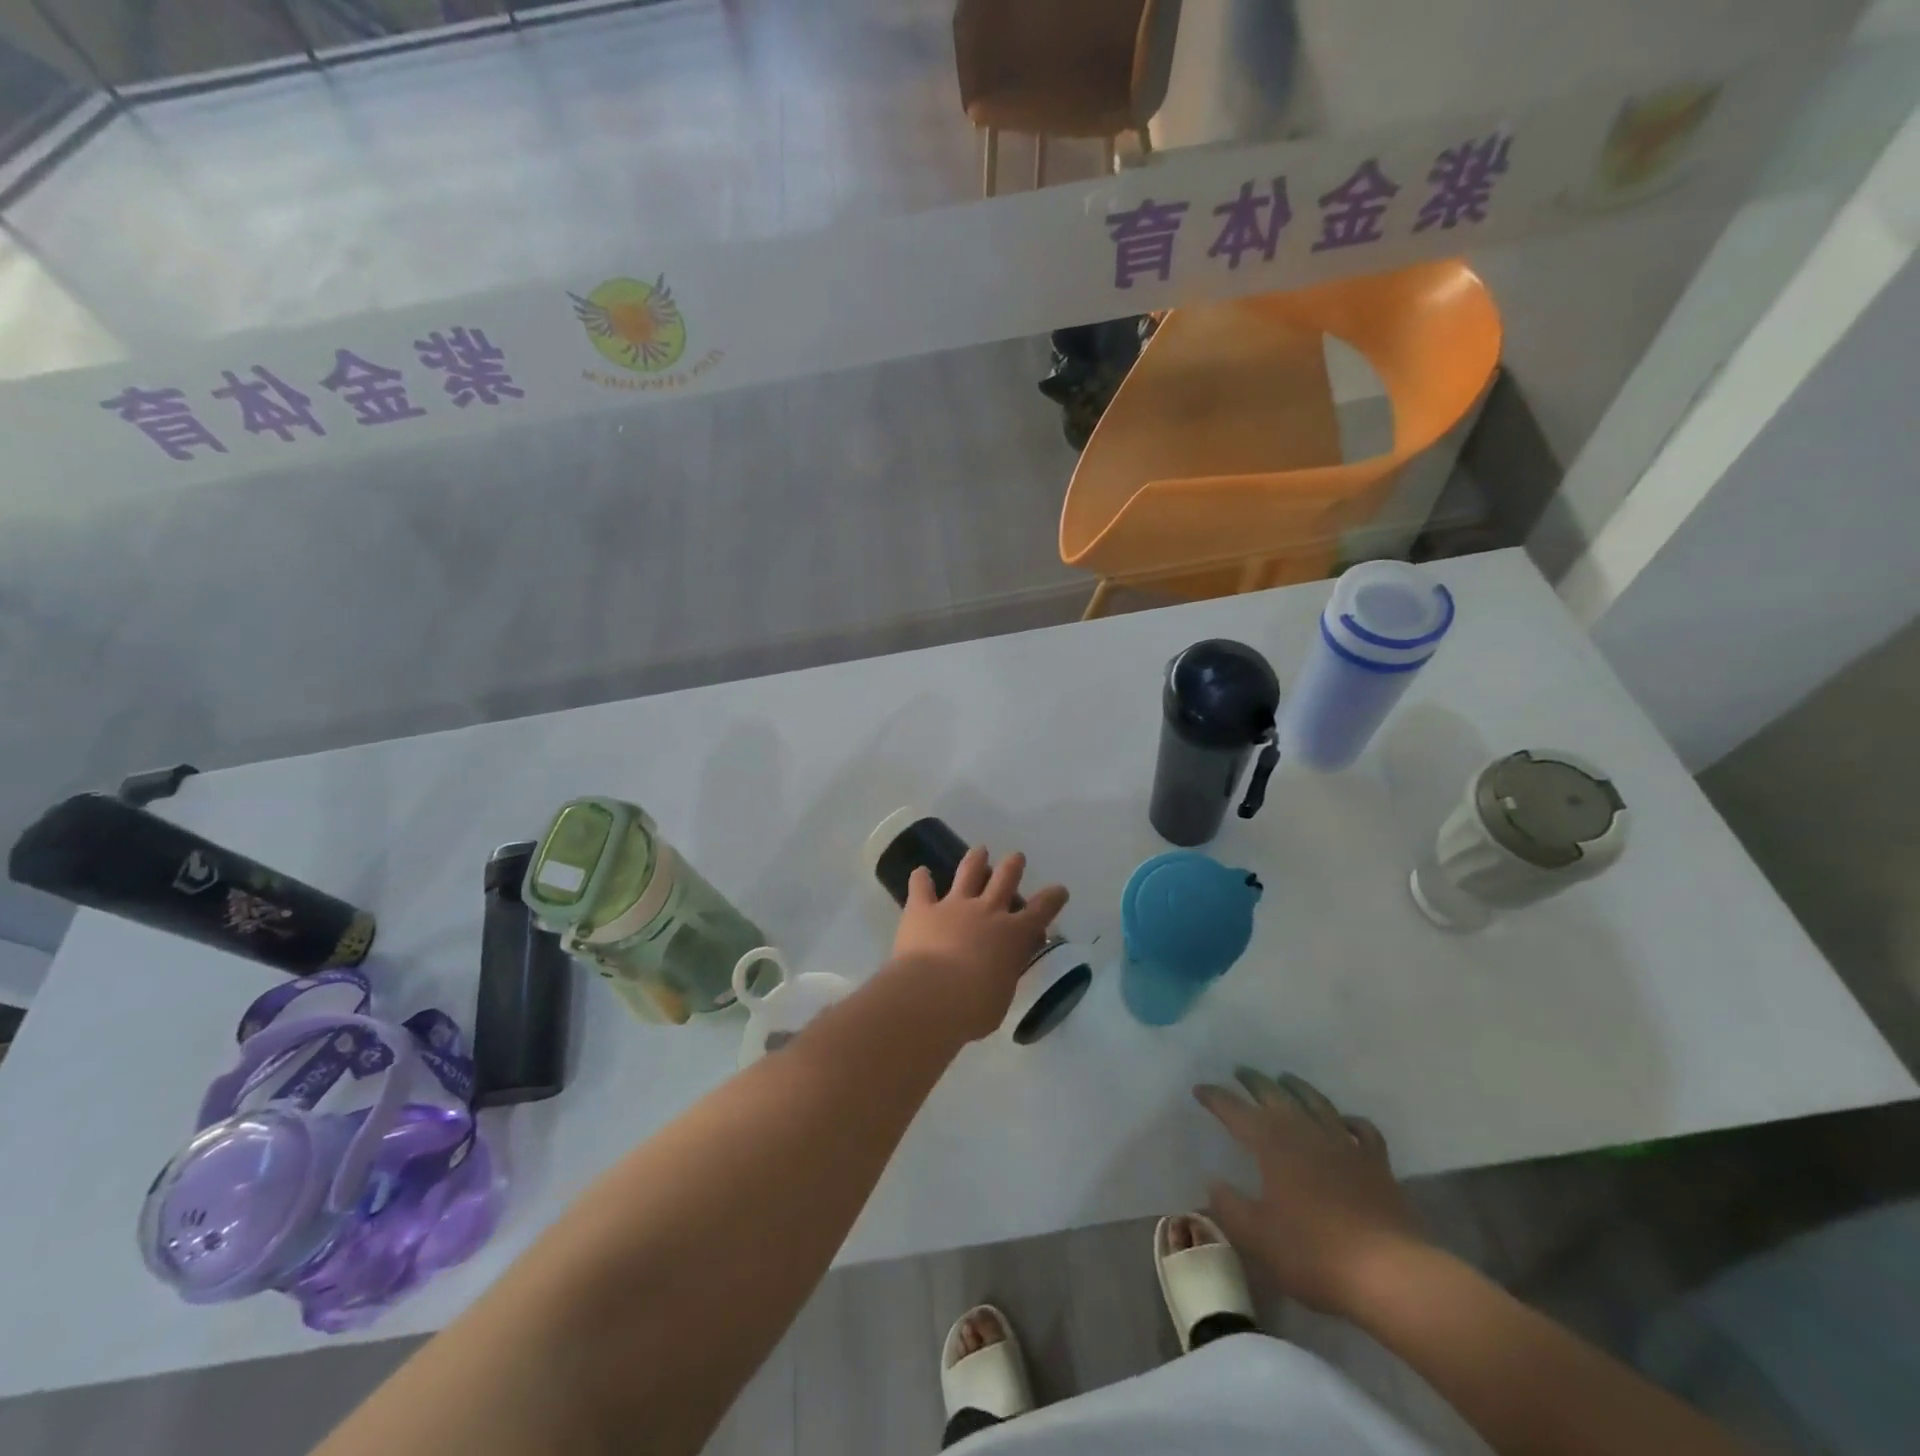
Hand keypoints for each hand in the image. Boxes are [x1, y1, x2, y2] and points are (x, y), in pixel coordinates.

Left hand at [888, 847, 1067, 1041]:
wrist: (932, 995)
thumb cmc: (974, 1007)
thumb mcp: (1003, 996)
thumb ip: (1004, 976)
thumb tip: (1000, 971)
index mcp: (1013, 935)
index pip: (1041, 911)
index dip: (1053, 898)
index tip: (1059, 889)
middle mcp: (987, 912)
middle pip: (1005, 879)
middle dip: (1013, 866)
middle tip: (1016, 857)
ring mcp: (953, 906)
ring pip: (968, 873)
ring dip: (975, 859)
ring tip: (980, 850)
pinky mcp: (922, 909)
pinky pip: (921, 887)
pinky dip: (920, 879)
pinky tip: (919, 872)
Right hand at [1195, 1069, 1423, 1317]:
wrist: (1389, 1274)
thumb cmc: (1314, 1254)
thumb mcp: (1258, 1237)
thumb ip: (1230, 1207)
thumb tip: (1213, 1182)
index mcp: (1272, 1143)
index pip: (1235, 1110)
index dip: (1215, 1098)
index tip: (1199, 1089)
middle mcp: (1305, 1131)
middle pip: (1274, 1094)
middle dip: (1253, 1081)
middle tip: (1240, 1071)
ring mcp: (1343, 1143)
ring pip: (1316, 1102)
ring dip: (1297, 1087)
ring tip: (1285, 1079)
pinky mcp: (1376, 1163)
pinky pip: (1361, 1130)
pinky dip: (1349, 1120)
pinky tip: (1344, 1121)